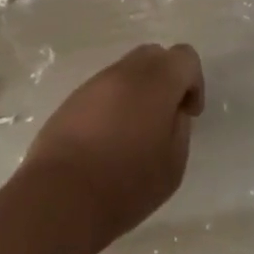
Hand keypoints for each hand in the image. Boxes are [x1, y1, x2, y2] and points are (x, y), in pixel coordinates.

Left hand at [20, 44, 204, 249]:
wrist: (59, 198)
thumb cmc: (126, 184)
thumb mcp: (173, 164)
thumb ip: (180, 128)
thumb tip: (172, 113)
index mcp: (157, 80)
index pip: (185, 57)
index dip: (193, 82)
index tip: (188, 114)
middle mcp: (125, 71)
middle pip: (154, 55)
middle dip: (166, 79)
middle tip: (164, 117)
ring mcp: (95, 83)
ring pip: (126, 71)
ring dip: (138, 91)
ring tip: (133, 132)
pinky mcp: (71, 100)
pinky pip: (103, 90)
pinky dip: (113, 104)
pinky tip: (107, 140)